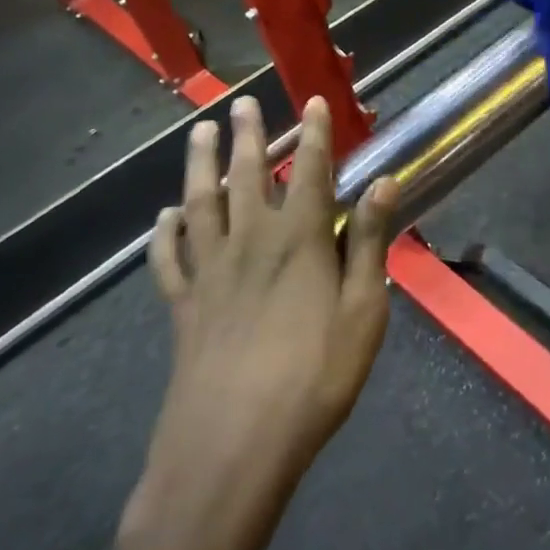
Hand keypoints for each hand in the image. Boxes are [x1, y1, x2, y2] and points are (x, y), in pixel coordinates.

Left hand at [129, 95, 397, 549]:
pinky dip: (165, 233)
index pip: (310, 171)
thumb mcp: (363, 311)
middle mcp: (250, 241)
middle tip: (240, 103)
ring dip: (199, 165)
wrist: (232, 448)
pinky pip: (169, 258)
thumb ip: (367, 243)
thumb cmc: (314, 378)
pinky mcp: (183, 306)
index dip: (315, 133)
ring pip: (201, 203)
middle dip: (248, 135)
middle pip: (247, 175)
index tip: (314, 101)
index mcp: (299, 240)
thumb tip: (384, 183)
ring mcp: (210, 272)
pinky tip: (165, 218)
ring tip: (198, 133)